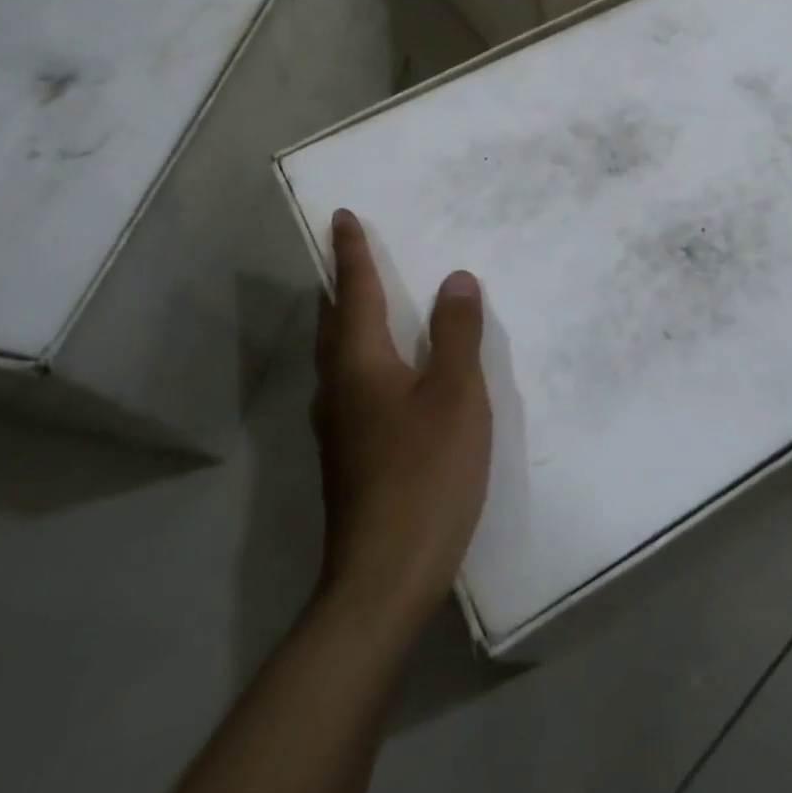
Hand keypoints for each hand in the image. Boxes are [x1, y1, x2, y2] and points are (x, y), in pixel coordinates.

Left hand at [313, 209, 491, 636]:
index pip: (354, 292)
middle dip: (343, 285)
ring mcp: (339, 428)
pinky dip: (365, 358)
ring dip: (350, 321)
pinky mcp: (350, 457)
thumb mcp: (455, 396)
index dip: (351, 252)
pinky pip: (352, 385)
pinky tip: (386, 376)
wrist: (384, 576)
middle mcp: (339, 389)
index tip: (342, 216)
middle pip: (335, 323)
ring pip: (339, 357)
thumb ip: (456, 334)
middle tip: (354, 255)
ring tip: (370, 304)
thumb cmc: (425, 474)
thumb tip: (455, 279)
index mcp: (360, 364)